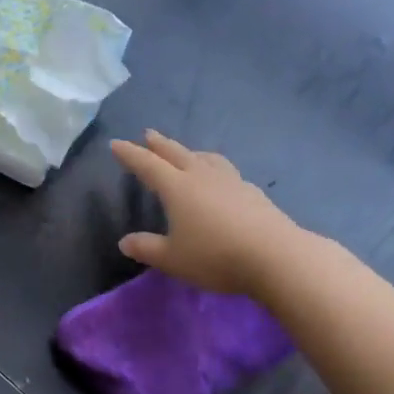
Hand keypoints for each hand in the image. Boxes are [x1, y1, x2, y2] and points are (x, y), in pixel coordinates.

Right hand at [111, 129, 306, 299]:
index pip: (147, 165)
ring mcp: (231, 182)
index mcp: (177, 188)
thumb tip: (125, 242)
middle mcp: (202, 177)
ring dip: (191, 152)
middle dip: (159, 144)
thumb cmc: (216, 256)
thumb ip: (147, 248)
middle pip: (177, 154)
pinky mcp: (253, 193)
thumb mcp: (173, 259)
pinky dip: (215, 169)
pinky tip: (221, 180)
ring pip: (206, 159)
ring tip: (188, 153)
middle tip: (148, 134)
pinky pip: (227, 172)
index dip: (130, 154)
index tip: (116, 143)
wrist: (277, 256)